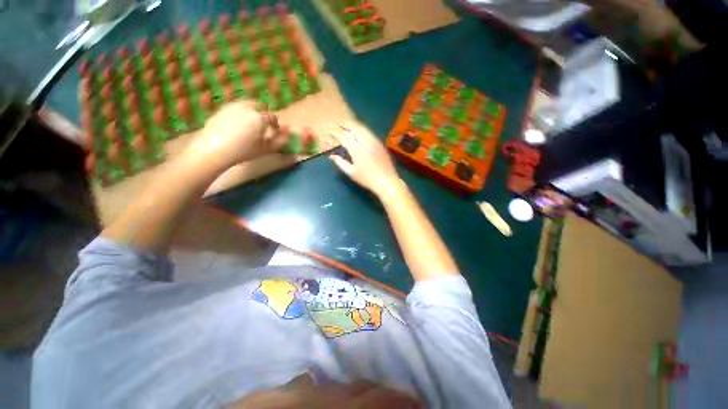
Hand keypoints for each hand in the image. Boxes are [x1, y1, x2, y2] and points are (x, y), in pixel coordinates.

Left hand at [183, 101, 288, 171]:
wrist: (214, 149)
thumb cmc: (243, 151)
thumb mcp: (265, 149)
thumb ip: (280, 141)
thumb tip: (289, 133)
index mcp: (260, 118)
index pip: (273, 118)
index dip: (275, 125)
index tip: (274, 132)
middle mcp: (248, 108)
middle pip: (260, 107)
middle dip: (263, 115)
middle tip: (261, 126)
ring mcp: (233, 106)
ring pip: (247, 104)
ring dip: (252, 111)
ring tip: (249, 124)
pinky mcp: (221, 108)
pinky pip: (235, 107)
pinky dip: (239, 113)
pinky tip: (236, 125)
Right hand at [328, 122, 402, 196]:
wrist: (386, 181)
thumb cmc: (367, 179)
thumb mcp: (351, 172)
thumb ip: (340, 163)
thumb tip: (331, 156)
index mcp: (357, 150)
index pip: (344, 137)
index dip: (336, 132)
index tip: (329, 130)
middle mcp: (366, 143)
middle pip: (355, 128)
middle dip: (346, 125)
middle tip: (339, 124)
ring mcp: (375, 143)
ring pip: (364, 129)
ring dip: (355, 126)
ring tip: (349, 125)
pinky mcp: (381, 145)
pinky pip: (371, 133)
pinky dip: (363, 130)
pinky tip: (361, 132)